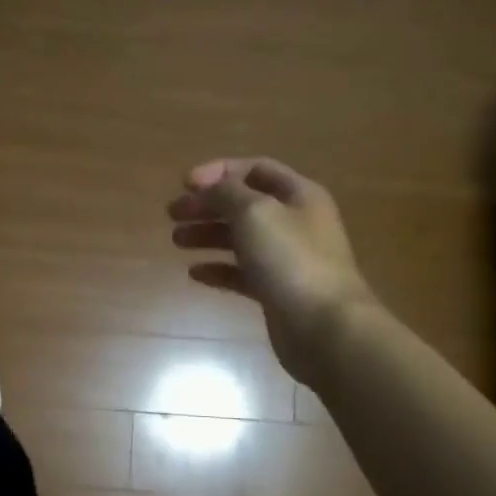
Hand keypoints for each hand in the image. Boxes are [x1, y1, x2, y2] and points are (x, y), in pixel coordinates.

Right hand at [167, 157, 372, 384]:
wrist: (324, 326)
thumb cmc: (290, 260)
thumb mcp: (254, 212)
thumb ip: (226, 193)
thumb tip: (208, 186)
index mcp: (299, 195)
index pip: (255, 169)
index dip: (218, 172)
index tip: (184, 184)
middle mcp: (295, 222)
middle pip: (244, 204)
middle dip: (207, 205)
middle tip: (172, 213)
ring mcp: (287, 259)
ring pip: (240, 238)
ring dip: (207, 235)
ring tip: (176, 240)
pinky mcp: (276, 291)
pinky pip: (242, 273)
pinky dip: (218, 269)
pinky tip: (194, 273)